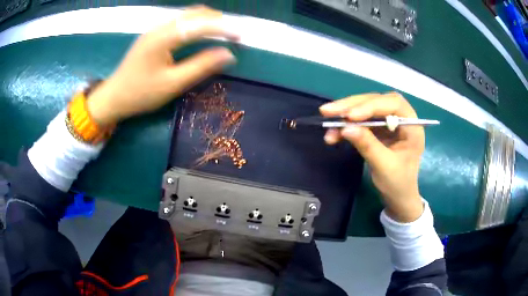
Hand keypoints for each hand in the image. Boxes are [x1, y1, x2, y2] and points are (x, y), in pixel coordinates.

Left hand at [87, 6, 237, 124]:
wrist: (113, 97)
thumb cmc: (141, 94)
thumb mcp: (172, 84)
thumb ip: (201, 67)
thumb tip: (228, 55)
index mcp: (163, 38)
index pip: (200, 25)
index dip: (223, 28)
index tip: (240, 35)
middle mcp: (160, 27)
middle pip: (194, 13)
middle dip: (217, 21)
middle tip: (233, 35)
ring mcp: (155, 29)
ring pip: (187, 15)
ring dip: (207, 20)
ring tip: (221, 32)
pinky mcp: (153, 34)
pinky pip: (179, 21)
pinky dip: (195, 23)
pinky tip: (201, 33)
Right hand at [320, 93, 424, 222]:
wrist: (398, 197)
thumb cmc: (398, 183)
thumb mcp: (385, 166)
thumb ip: (368, 145)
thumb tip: (345, 128)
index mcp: (412, 125)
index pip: (393, 104)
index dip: (371, 106)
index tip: (350, 116)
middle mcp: (401, 118)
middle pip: (376, 101)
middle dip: (352, 106)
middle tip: (328, 111)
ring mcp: (388, 122)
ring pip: (365, 109)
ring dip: (345, 115)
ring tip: (327, 123)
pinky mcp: (378, 129)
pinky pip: (360, 122)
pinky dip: (346, 126)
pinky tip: (333, 135)